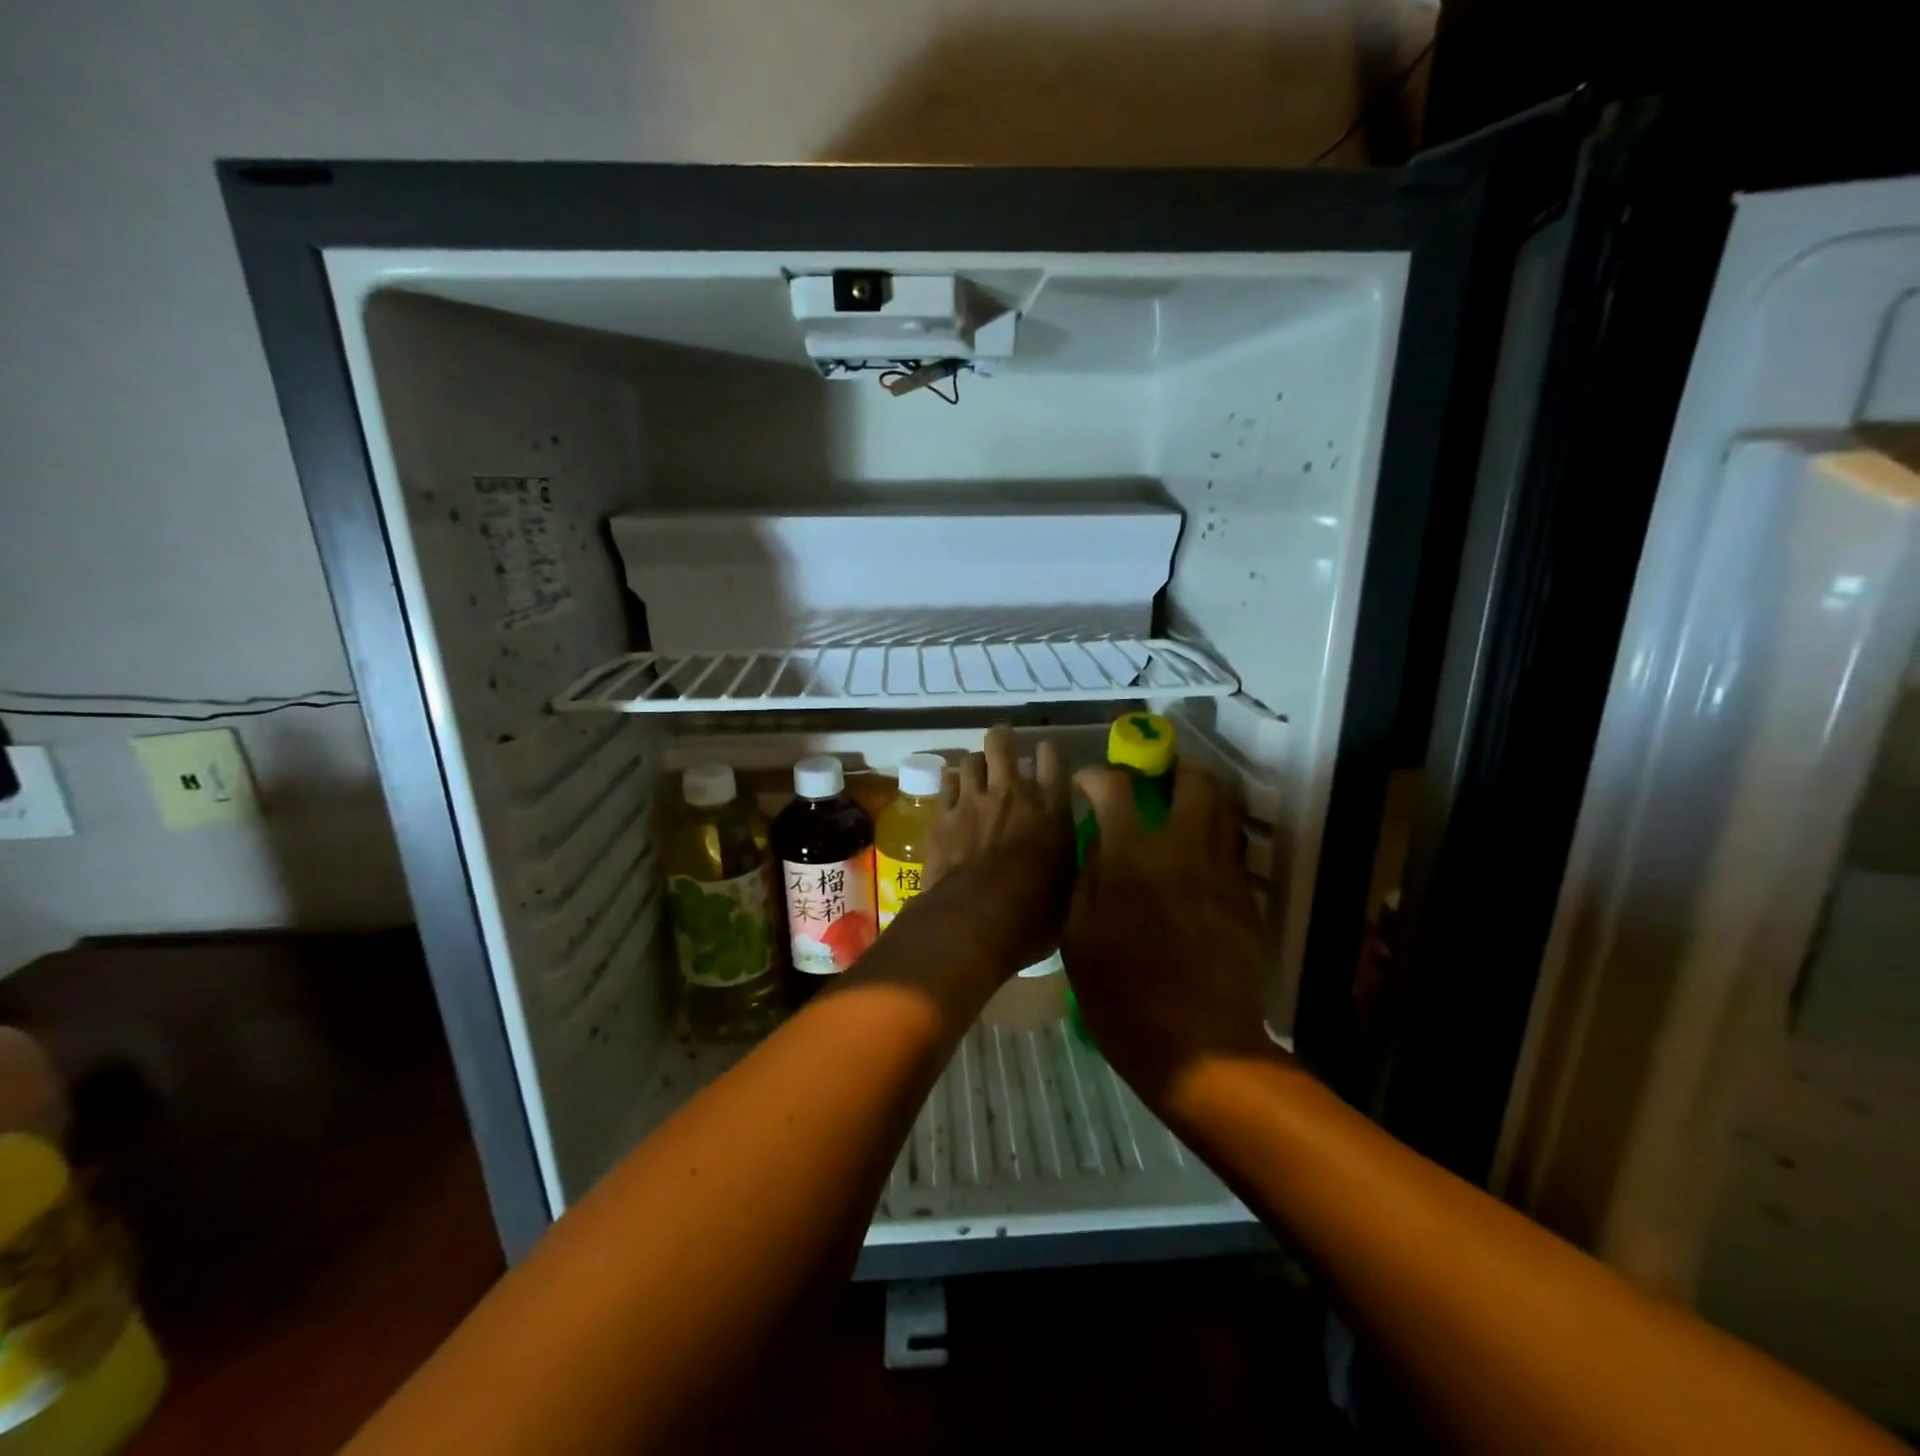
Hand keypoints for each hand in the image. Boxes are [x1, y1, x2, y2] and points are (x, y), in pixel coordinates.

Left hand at [920, 726, 1073, 975]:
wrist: (976, 918)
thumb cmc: (1032, 914)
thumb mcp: (1068, 887)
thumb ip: (1067, 859)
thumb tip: (1066, 852)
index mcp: (1051, 810)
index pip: (1053, 759)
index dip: (1048, 751)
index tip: (1045, 753)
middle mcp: (1012, 794)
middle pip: (1002, 745)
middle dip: (1002, 739)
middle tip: (1002, 744)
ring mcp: (973, 800)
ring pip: (969, 760)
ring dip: (974, 763)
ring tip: (976, 771)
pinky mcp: (943, 815)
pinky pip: (946, 783)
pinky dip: (952, 783)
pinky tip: (954, 791)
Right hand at [1062, 763, 1278, 1117]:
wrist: (1198, 1048)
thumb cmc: (1122, 998)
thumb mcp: (1078, 939)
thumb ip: (1086, 880)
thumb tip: (1097, 843)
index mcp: (1131, 860)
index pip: (1116, 790)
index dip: (1097, 777)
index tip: (1087, 783)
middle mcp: (1182, 852)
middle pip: (1193, 782)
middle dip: (1172, 768)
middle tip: (1154, 779)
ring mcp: (1220, 873)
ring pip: (1225, 808)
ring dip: (1201, 795)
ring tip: (1181, 805)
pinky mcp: (1244, 898)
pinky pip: (1233, 847)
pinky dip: (1215, 834)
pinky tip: (1196, 854)